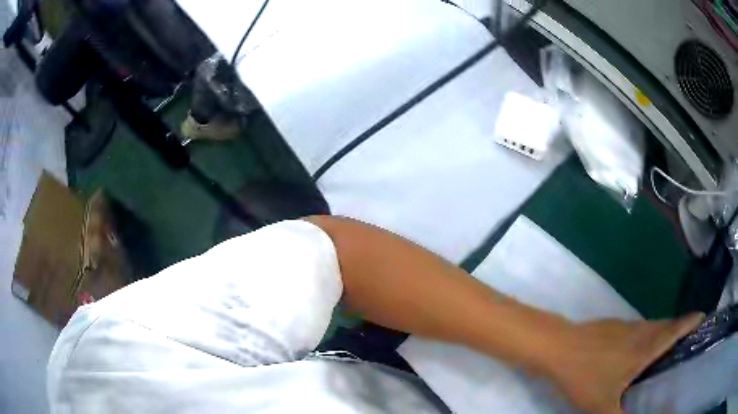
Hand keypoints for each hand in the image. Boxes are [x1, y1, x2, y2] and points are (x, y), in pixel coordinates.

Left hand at [544, 313, 703, 413]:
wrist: (557, 347)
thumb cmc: (584, 376)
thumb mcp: (603, 407)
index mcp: (646, 345)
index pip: (677, 328)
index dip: (692, 322)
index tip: (703, 320)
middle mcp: (640, 330)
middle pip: (667, 326)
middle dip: (681, 330)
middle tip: (688, 344)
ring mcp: (625, 326)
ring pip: (653, 327)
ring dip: (664, 334)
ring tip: (669, 350)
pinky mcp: (612, 327)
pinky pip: (639, 330)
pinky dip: (648, 337)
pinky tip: (640, 352)